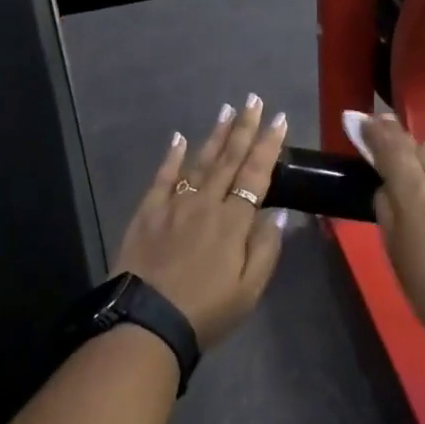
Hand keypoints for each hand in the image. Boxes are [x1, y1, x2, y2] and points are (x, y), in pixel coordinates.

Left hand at [114, 96, 290, 350]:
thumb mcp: (249, 290)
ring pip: (199, 162)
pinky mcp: (148, 212)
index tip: (279, 120)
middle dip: (244, 128)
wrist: (146, 323)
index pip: (255, 175)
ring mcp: (174, 205)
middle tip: (254, 100)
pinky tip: (179, 137)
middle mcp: (205, 204)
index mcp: (233, 223)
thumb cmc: (205, 312)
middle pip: (228, 159)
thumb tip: (277, 213)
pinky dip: (172, 156)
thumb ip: (265, 248)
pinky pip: (162, 177)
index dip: (268, 146)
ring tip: (227, 110)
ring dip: (215, 135)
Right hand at [346, 112, 424, 365]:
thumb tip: (387, 188)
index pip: (390, 146)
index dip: (374, 130)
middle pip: (417, 147)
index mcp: (414, 190)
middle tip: (382, 130)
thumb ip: (386, 208)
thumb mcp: (393, 248)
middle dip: (398, 138)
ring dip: (422, 157)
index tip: (360, 117)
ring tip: (410, 160)